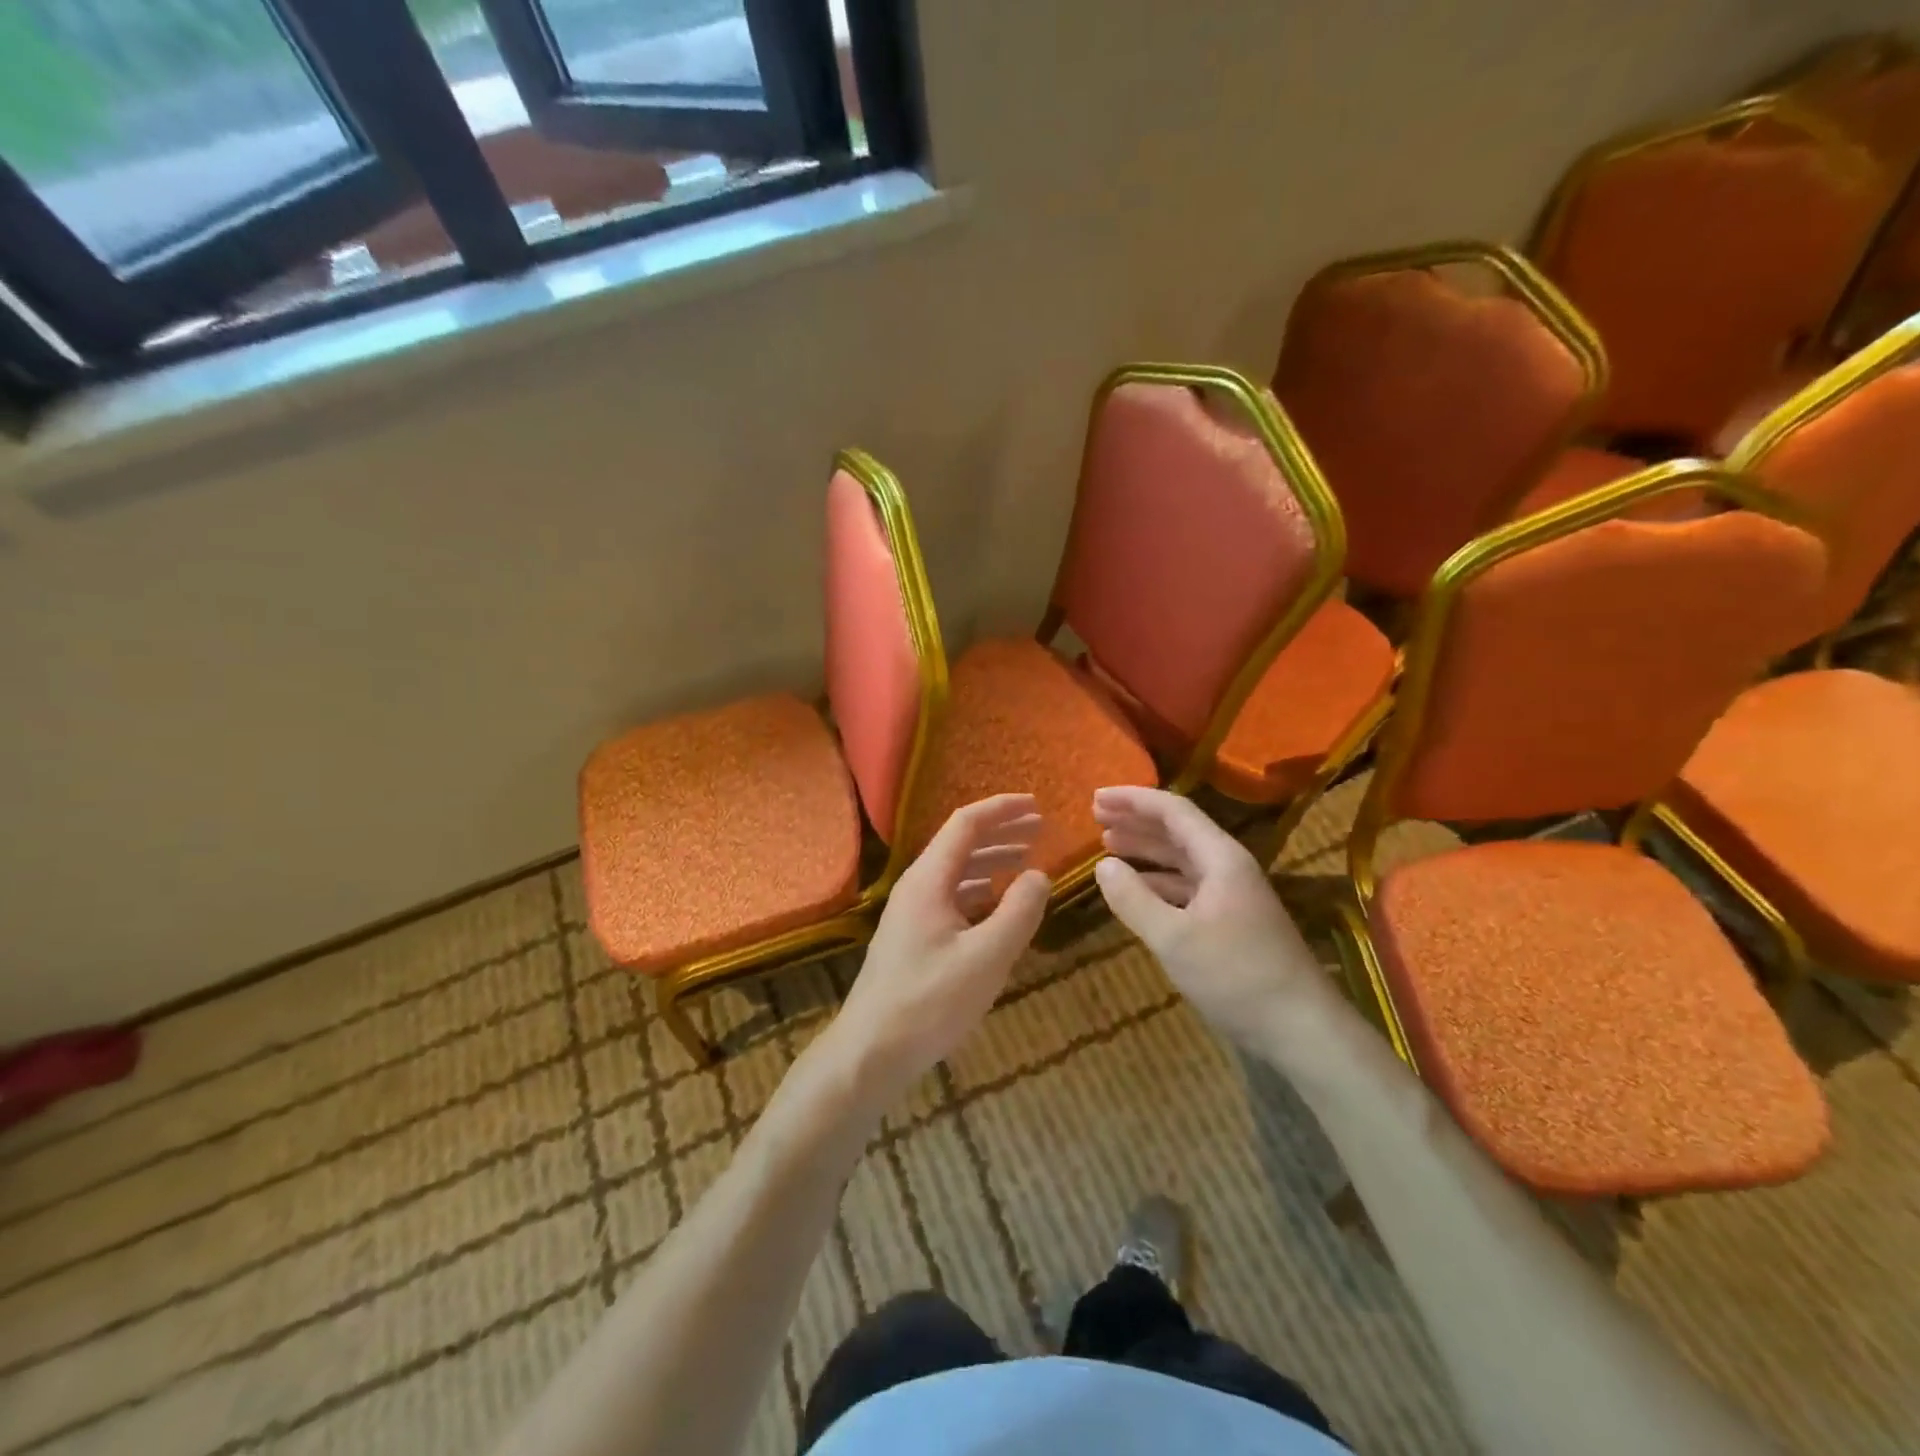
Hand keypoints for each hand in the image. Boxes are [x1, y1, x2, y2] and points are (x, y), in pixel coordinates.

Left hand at [822, 794, 1050, 1110]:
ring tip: (1026, 862)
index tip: (1037, 806)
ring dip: (991, 862)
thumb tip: (1039, 874)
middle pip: (960, 844)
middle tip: (1040, 830)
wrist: (870, 1053)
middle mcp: (916, 887)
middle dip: (1001, 833)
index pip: (966, 824)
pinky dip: (979, 891)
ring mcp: (911, 914)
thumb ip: (1018, 912)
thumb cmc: (930, 1002)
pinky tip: (997, 905)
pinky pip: (950, 898)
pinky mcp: (912, 938)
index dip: (1002, 810)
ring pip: (955, 872)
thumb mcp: (986, 958)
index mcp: (928, 880)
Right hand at [1092, 786, 1339, 1055]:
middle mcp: (1228, 867)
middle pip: (1178, 830)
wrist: (1300, 1028)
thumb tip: (1102, 865)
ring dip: (1146, 849)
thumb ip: (1134, 899)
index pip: (1173, 811)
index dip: (1133, 800)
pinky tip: (1137, 887)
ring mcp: (1231, 895)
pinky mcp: (1230, 921)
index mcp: (1220, 858)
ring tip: (1108, 844)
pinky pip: (1187, 887)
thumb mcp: (1174, 939)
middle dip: (1136, 820)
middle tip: (1096, 816)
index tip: (1096, 798)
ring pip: (1182, 859)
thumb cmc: (1235, 976)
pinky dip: (1158, 881)